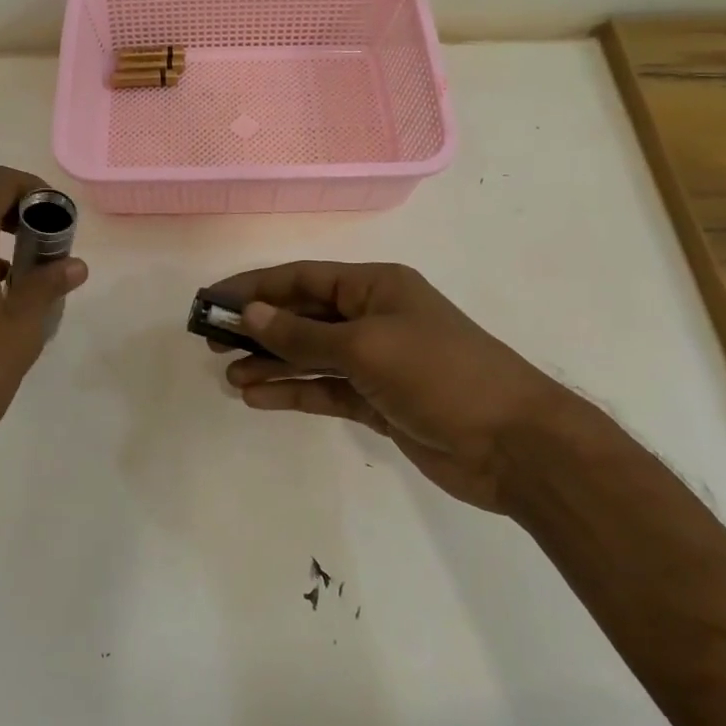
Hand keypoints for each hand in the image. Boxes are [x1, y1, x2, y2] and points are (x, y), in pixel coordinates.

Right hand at [208, 262, 580, 512]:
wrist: (514, 445)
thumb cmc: (440, 375)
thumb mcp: (366, 347)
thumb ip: (303, 334)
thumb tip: (251, 313)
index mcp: (376, 286)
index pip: (303, 279)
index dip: (255, 287)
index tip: (212, 301)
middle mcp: (373, 317)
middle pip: (303, 316)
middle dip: (259, 328)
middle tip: (211, 343)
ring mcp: (376, 362)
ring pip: (310, 356)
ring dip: (271, 364)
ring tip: (229, 376)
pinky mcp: (378, 402)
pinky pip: (325, 390)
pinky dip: (293, 392)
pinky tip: (257, 398)